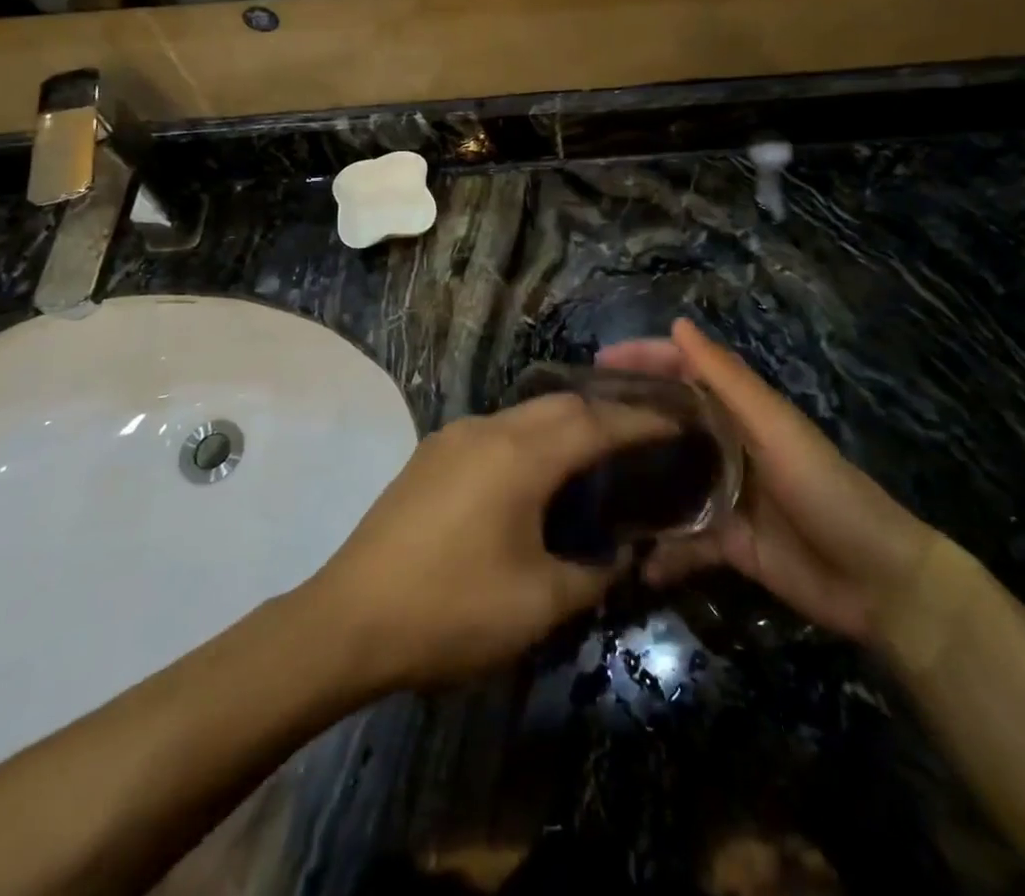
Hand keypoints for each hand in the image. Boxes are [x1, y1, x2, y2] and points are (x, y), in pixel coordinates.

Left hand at [305, 394, 673, 690]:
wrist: (348, 619)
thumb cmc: (451, 609)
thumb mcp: (537, 603)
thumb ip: (592, 574)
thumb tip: (622, 555)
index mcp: (519, 455)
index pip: (595, 423)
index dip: (640, 422)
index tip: (677, 422)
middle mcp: (487, 429)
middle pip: (559, 404)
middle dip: (605, 413)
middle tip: (641, 436)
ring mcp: (452, 438)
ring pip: (524, 414)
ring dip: (564, 424)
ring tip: (594, 453)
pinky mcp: (430, 455)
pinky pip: (496, 431)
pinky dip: (530, 439)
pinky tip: (535, 473)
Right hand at [597, 320, 935, 645]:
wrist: (880, 583)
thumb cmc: (827, 490)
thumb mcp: (776, 429)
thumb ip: (728, 381)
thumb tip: (678, 325)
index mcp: (741, 410)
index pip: (683, 370)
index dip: (644, 358)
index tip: (596, 362)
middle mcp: (727, 445)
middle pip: (668, 421)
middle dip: (628, 417)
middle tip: (576, 423)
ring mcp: (724, 495)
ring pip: (667, 479)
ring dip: (634, 483)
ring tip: (585, 487)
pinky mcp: (727, 543)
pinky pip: (683, 541)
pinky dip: (662, 551)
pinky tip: (631, 560)